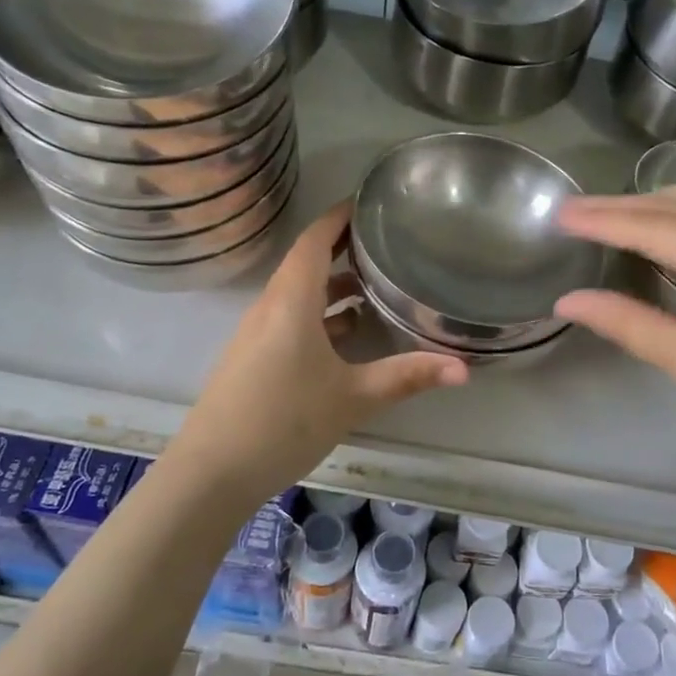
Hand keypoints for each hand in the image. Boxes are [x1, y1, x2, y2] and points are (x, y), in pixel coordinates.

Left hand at [162, 201, 467, 503]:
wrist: (211, 473)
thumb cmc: (284, 421)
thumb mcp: (353, 398)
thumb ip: (407, 377)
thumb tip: (463, 368)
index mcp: (291, 302)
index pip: (313, 241)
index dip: (338, 217)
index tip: (369, 201)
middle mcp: (270, 308)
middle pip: (306, 263)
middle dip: (343, 248)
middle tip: (385, 240)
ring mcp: (257, 334)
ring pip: (299, 295)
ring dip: (333, 286)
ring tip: (376, 285)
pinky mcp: (253, 359)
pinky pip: (290, 320)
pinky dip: (320, 315)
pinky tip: (347, 335)